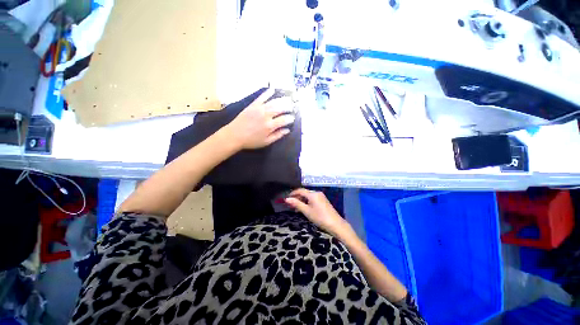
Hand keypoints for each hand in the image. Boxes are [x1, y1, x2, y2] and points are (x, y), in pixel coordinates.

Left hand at [226, 88, 294, 149]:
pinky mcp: (253, 105)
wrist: (234, 135)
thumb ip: (278, 135)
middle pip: (281, 108)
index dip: (290, 118)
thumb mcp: (266, 142)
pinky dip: (267, 93)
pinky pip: (262, 97)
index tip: (292, 119)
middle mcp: (266, 115)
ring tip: (288, 99)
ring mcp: (259, 108)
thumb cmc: (251, 141)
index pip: (284, 120)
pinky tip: (272, 89)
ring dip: (282, 100)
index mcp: (270, 126)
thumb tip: (287, 130)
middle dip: (288, 107)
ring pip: (274, 102)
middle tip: (292, 107)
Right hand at [285, 188, 350, 237]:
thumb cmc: (319, 217)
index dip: (293, 194)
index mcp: (312, 194)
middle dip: (297, 198)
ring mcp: (321, 196)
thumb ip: (296, 204)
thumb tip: (287, 199)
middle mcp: (317, 193)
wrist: (335, 224)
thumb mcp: (306, 211)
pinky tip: (305, 208)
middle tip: (291, 205)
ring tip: (297, 209)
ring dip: (302, 201)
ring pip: (308, 196)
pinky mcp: (323, 201)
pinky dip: (307, 202)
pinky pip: (313, 199)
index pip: (300, 190)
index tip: (286, 199)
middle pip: (304, 193)